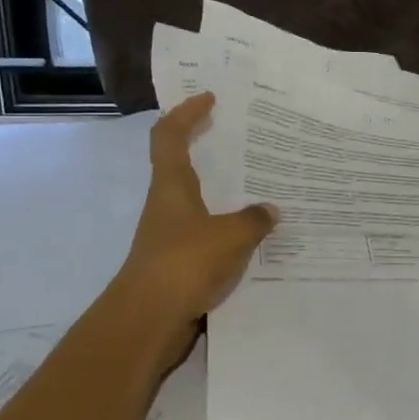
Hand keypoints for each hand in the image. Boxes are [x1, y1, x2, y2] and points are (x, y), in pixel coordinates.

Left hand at [112, 94, 277, 351]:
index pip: (170, 135)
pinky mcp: (177, 262)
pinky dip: (227, 227)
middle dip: (206, 147)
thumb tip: (271, 210)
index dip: (186, 112)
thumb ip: (254, 220)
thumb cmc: (184, 263)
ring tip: (260, 185)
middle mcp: (167, 204)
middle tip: (240, 136)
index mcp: (172, 186)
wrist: (147, 321)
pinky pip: (206, 232)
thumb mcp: (230, 236)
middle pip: (181, 164)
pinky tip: (255, 235)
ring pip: (197, 201)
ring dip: (222, 190)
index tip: (209, 98)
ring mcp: (170, 235)